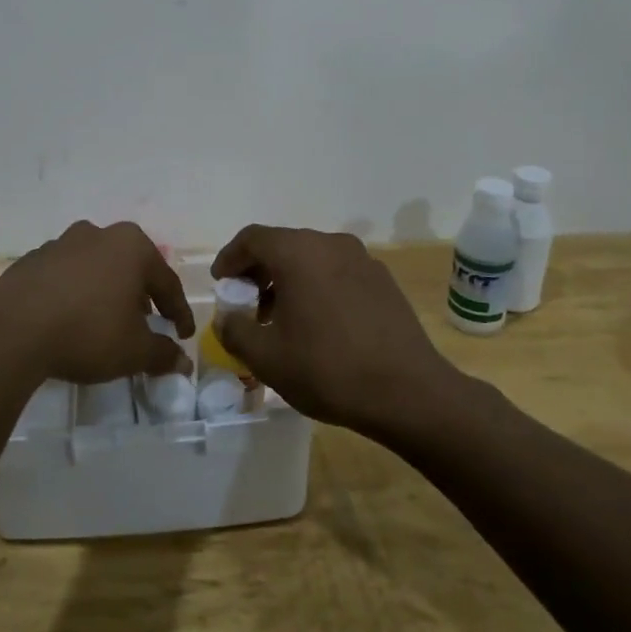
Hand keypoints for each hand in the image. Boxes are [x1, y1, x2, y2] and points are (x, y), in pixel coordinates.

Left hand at [0, 220, 194, 384]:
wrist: (12, 328)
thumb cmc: (87, 332)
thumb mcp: (134, 351)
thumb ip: (162, 354)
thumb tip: (182, 362)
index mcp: (131, 246)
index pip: (166, 282)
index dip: (179, 312)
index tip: (183, 336)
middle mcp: (98, 234)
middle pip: (130, 268)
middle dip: (141, 297)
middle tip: (147, 326)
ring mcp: (61, 243)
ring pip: (96, 269)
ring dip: (106, 293)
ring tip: (106, 323)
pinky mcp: (32, 259)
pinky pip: (65, 277)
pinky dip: (75, 295)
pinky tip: (70, 320)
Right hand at [211, 225, 457, 431]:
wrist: (409, 393)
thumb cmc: (328, 369)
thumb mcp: (266, 357)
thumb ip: (234, 330)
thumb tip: (226, 319)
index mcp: (298, 252)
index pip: (252, 238)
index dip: (230, 258)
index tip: (221, 283)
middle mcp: (330, 244)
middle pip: (283, 245)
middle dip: (258, 271)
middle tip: (246, 303)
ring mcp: (362, 260)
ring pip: (312, 258)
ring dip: (288, 279)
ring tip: (280, 317)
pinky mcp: (383, 281)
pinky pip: (337, 272)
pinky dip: (316, 286)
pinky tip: (317, 324)